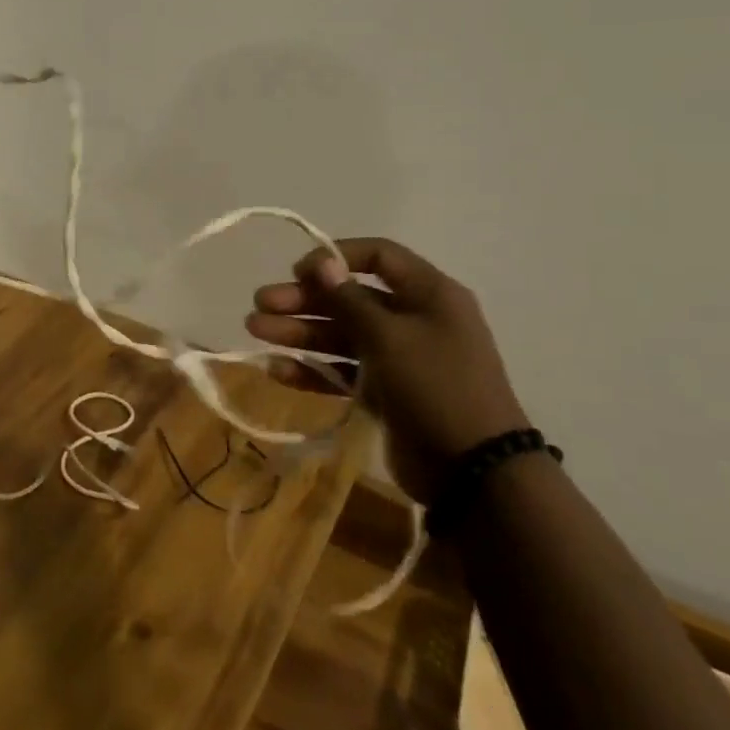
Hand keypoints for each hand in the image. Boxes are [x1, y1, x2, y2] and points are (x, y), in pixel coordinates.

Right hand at [246, 237, 528, 502]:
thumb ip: (349, 299)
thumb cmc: (436, 386)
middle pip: (350, 298)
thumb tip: (322, 262)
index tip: (298, 271)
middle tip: (260, 304)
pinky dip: (313, 370)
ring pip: (341, 335)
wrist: (474, 473)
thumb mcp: (390, 337)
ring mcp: (399, 358)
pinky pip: (344, 372)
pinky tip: (276, 370)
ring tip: (255, 331)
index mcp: (428, 294)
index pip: (379, 256)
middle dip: (303, 300)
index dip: (336, 258)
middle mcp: (414, 320)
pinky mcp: (386, 393)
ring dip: (299, 332)